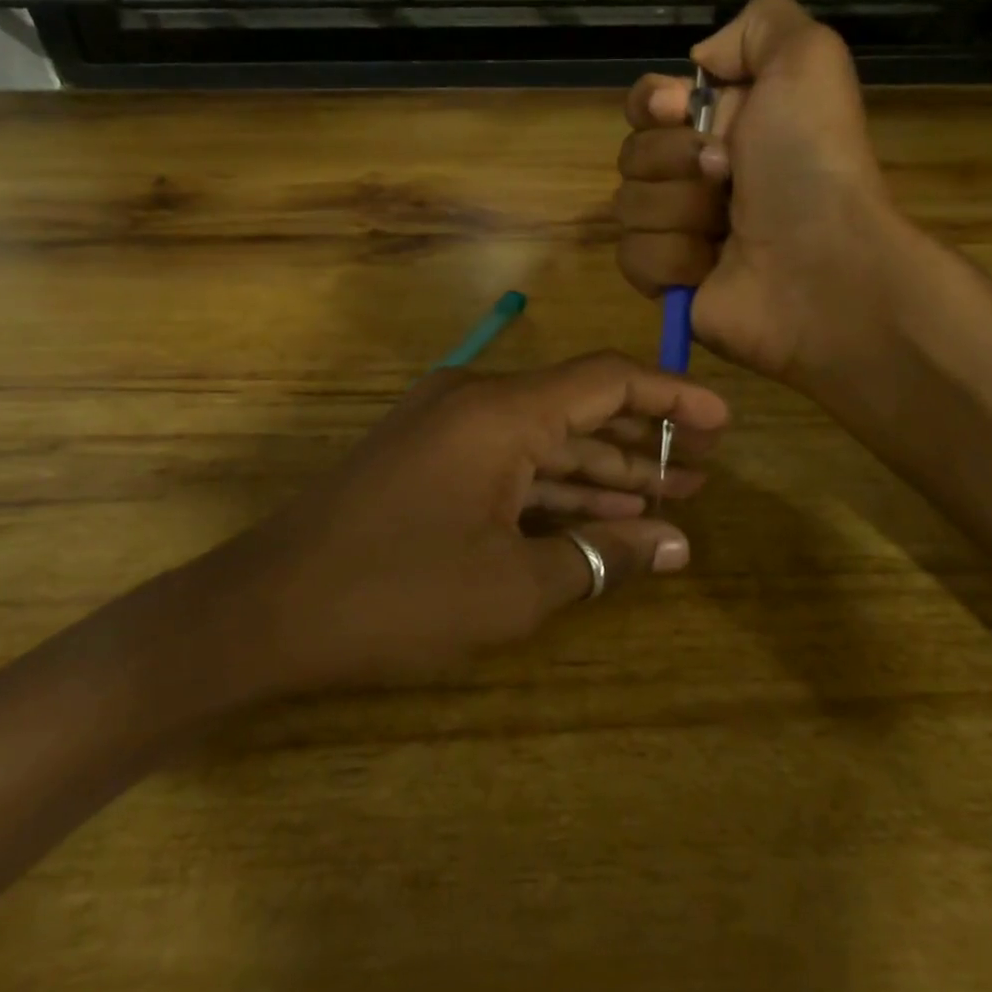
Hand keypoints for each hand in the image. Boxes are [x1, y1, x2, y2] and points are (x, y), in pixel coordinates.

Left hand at [184, 353, 729, 705]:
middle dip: (645, 441)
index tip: (724, 421)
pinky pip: (510, 464)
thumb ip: (602, 556)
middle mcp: (475, 403)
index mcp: (499, 412)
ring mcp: (447, 430)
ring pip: (546, 441)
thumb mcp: (513, 586)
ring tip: (671, 497)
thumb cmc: (396, 595)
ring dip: (605, 471)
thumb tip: (680, 546)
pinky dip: (556, 490)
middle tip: (704, 471)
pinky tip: (603, 516)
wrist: (267, 611)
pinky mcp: (429, 461)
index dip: (673, 395)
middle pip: (580, 409)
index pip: (606, 379)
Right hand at [615, 0, 901, 381]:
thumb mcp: (807, 60)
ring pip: (628, 207)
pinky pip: (633, 257)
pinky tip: (710, 267)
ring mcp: (684, 231)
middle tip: (726, 174)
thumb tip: (697, 63)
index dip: (651, 104)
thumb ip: (760, 24)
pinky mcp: (671, 282)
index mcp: (727, 125)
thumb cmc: (810, 162)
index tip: (676, 110)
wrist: (821, 266)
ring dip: (679, 211)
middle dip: (673, 161)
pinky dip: (672, 259)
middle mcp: (701, 176)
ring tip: (726, 229)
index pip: (648, 104)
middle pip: (632, 154)